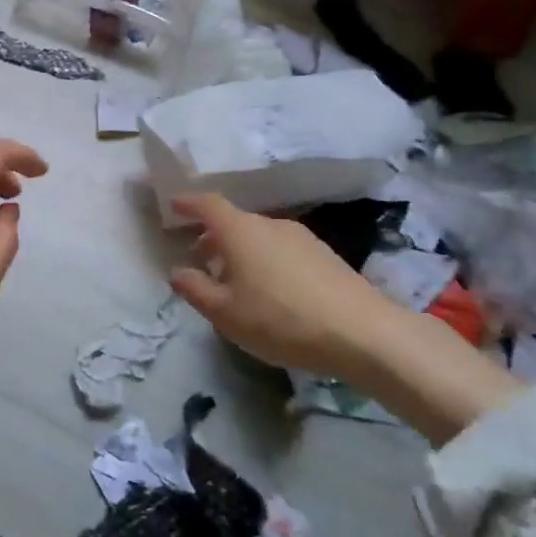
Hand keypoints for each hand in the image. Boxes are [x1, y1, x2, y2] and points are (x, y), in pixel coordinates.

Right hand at [167, 193, 397, 378]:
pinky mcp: (325, 256)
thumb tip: (177, 271)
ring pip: (259, 237)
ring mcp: (302, 238)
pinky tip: (269, 293)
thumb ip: (195, 289)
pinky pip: (281, 250)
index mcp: (240, 231)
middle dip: (212, 237)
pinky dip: (264, 261)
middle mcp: (270, 225)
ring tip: (233, 282)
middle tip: (198, 260)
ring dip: (239, 252)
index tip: (173, 206)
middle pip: (234, 222)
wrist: (362, 332)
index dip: (187, 203)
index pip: (208, 204)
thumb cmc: (280, 319)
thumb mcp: (225, 313)